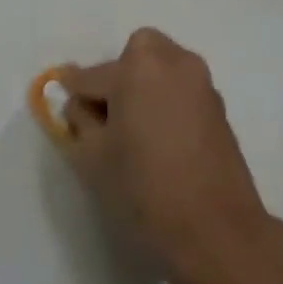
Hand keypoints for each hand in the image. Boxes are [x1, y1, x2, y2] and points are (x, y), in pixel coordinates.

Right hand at [55, 29, 281, 283]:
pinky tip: (157, 139)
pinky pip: (182, 92)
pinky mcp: (219, 109)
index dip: (74, 92)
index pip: (92, 75)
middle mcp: (176, 63)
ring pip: (163, 71)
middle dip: (117, 76)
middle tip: (105, 115)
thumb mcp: (92, 156)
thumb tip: (83, 105)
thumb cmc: (144, 188)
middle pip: (137, 55)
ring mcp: (203, 85)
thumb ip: (80, 121)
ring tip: (131, 130)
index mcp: (140, 67)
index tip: (62, 97)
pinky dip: (166, 103)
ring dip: (144, 88)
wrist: (215, 229)